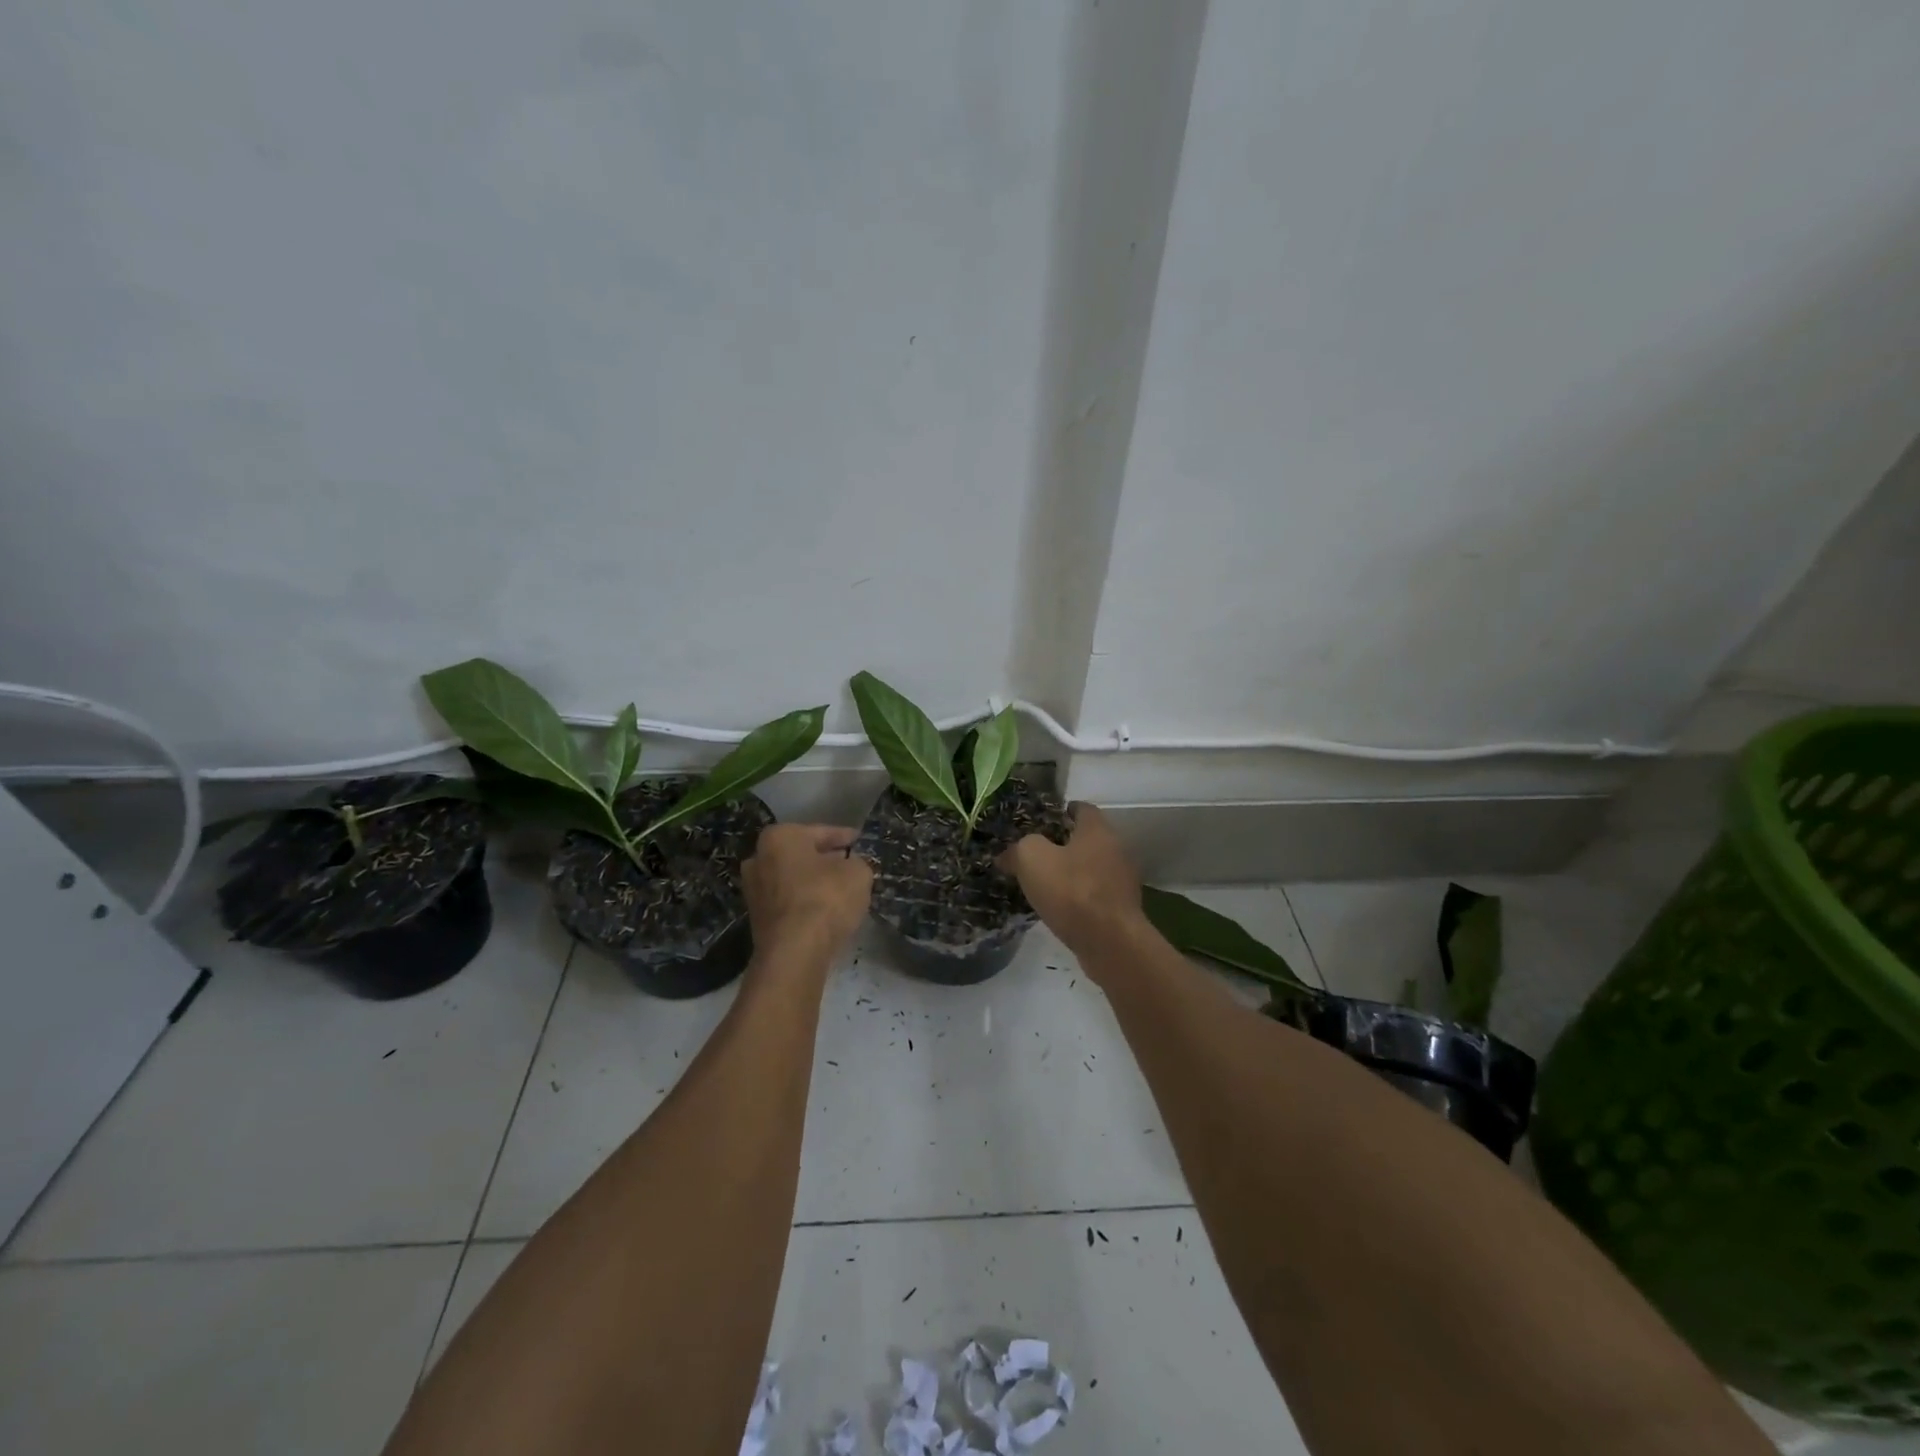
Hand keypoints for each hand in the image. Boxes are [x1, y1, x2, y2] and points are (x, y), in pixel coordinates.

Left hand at [743, 824, 873, 964]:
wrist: (794, 953)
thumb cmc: (825, 898)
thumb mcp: (858, 873)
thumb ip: (856, 862)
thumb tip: (850, 866)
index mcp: (780, 837)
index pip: (821, 831)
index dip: (845, 837)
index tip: (860, 841)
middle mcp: (759, 858)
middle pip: (802, 855)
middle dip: (825, 859)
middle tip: (851, 864)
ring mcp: (754, 890)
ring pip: (794, 880)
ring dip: (815, 883)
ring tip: (841, 889)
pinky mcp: (757, 919)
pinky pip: (789, 902)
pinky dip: (806, 903)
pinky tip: (826, 911)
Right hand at [996, 803, 1143, 959]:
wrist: (1110, 942)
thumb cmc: (1071, 891)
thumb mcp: (1032, 859)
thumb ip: (1019, 849)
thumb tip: (1007, 855)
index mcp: (1097, 830)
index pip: (1083, 809)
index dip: (1063, 811)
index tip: (1044, 820)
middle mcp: (1116, 849)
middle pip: (1088, 839)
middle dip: (1065, 844)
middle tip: (1037, 853)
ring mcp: (1122, 881)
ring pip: (1092, 868)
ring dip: (1072, 873)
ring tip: (1045, 883)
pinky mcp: (1122, 909)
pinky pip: (1096, 894)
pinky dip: (1080, 897)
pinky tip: (1061, 908)